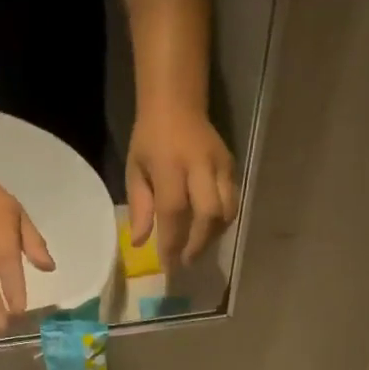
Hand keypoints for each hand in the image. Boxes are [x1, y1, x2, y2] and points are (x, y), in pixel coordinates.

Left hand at [127, 108, 237, 267]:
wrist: (177, 103)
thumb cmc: (150, 140)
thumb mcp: (135, 170)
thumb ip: (139, 207)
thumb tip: (140, 243)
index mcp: (169, 165)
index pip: (174, 211)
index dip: (172, 242)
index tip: (169, 265)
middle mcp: (199, 165)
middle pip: (208, 214)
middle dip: (198, 244)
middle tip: (187, 261)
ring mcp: (220, 165)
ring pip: (227, 210)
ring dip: (213, 236)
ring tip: (198, 248)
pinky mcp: (232, 166)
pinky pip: (233, 202)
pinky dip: (222, 222)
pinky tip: (209, 231)